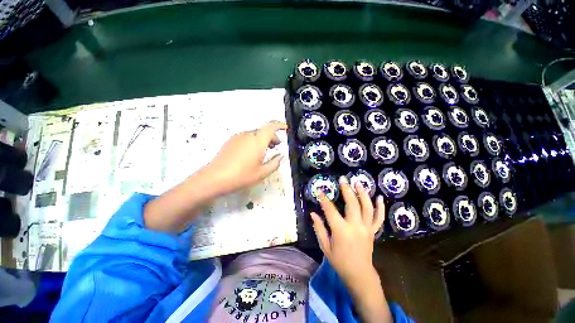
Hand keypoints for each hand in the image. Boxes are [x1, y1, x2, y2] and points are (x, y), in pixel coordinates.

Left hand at [207, 121, 287, 193]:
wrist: (215, 177)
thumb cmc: (242, 176)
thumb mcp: (262, 173)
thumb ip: (274, 163)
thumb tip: (280, 156)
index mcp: (258, 141)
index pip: (271, 127)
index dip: (280, 125)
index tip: (285, 128)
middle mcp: (248, 135)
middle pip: (263, 130)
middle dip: (272, 136)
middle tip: (276, 146)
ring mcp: (238, 137)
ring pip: (255, 134)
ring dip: (263, 139)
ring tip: (265, 150)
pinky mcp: (230, 141)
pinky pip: (246, 137)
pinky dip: (253, 141)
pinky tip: (252, 152)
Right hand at [311, 176, 384, 286]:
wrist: (359, 274)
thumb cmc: (339, 261)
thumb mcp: (325, 246)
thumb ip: (319, 228)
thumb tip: (313, 213)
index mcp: (341, 230)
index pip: (330, 210)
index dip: (324, 199)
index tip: (319, 190)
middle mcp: (355, 226)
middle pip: (352, 204)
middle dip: (347, 190)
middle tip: (343, 179)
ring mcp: (366, 228)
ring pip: (367, 207)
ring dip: (363, 193)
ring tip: (358, 183)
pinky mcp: (373, 231)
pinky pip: (379, 218)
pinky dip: (380, 207)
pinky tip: (380, 197)